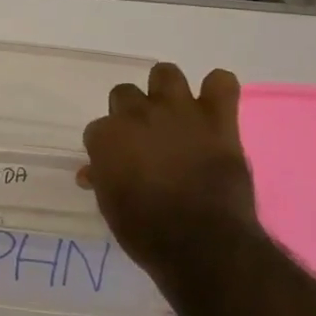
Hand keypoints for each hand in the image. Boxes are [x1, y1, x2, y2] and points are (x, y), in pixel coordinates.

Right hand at [79, 63, 260, 275]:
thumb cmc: (145, 230)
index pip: (98, 128)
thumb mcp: (110, 205)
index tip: (117, 163)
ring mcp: (179, 111)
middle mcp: (137, 114)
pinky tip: (214, 107)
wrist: (201, 242)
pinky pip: (222, 82)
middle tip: (144, 137)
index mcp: (106, 135)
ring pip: (166, 73)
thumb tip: (93, 172)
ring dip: (167, 90)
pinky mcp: (218, 119)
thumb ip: (102, 179)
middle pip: (125, 93)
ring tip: (174, 113)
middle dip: (131, 112)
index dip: (108, 146)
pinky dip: (218, 90)